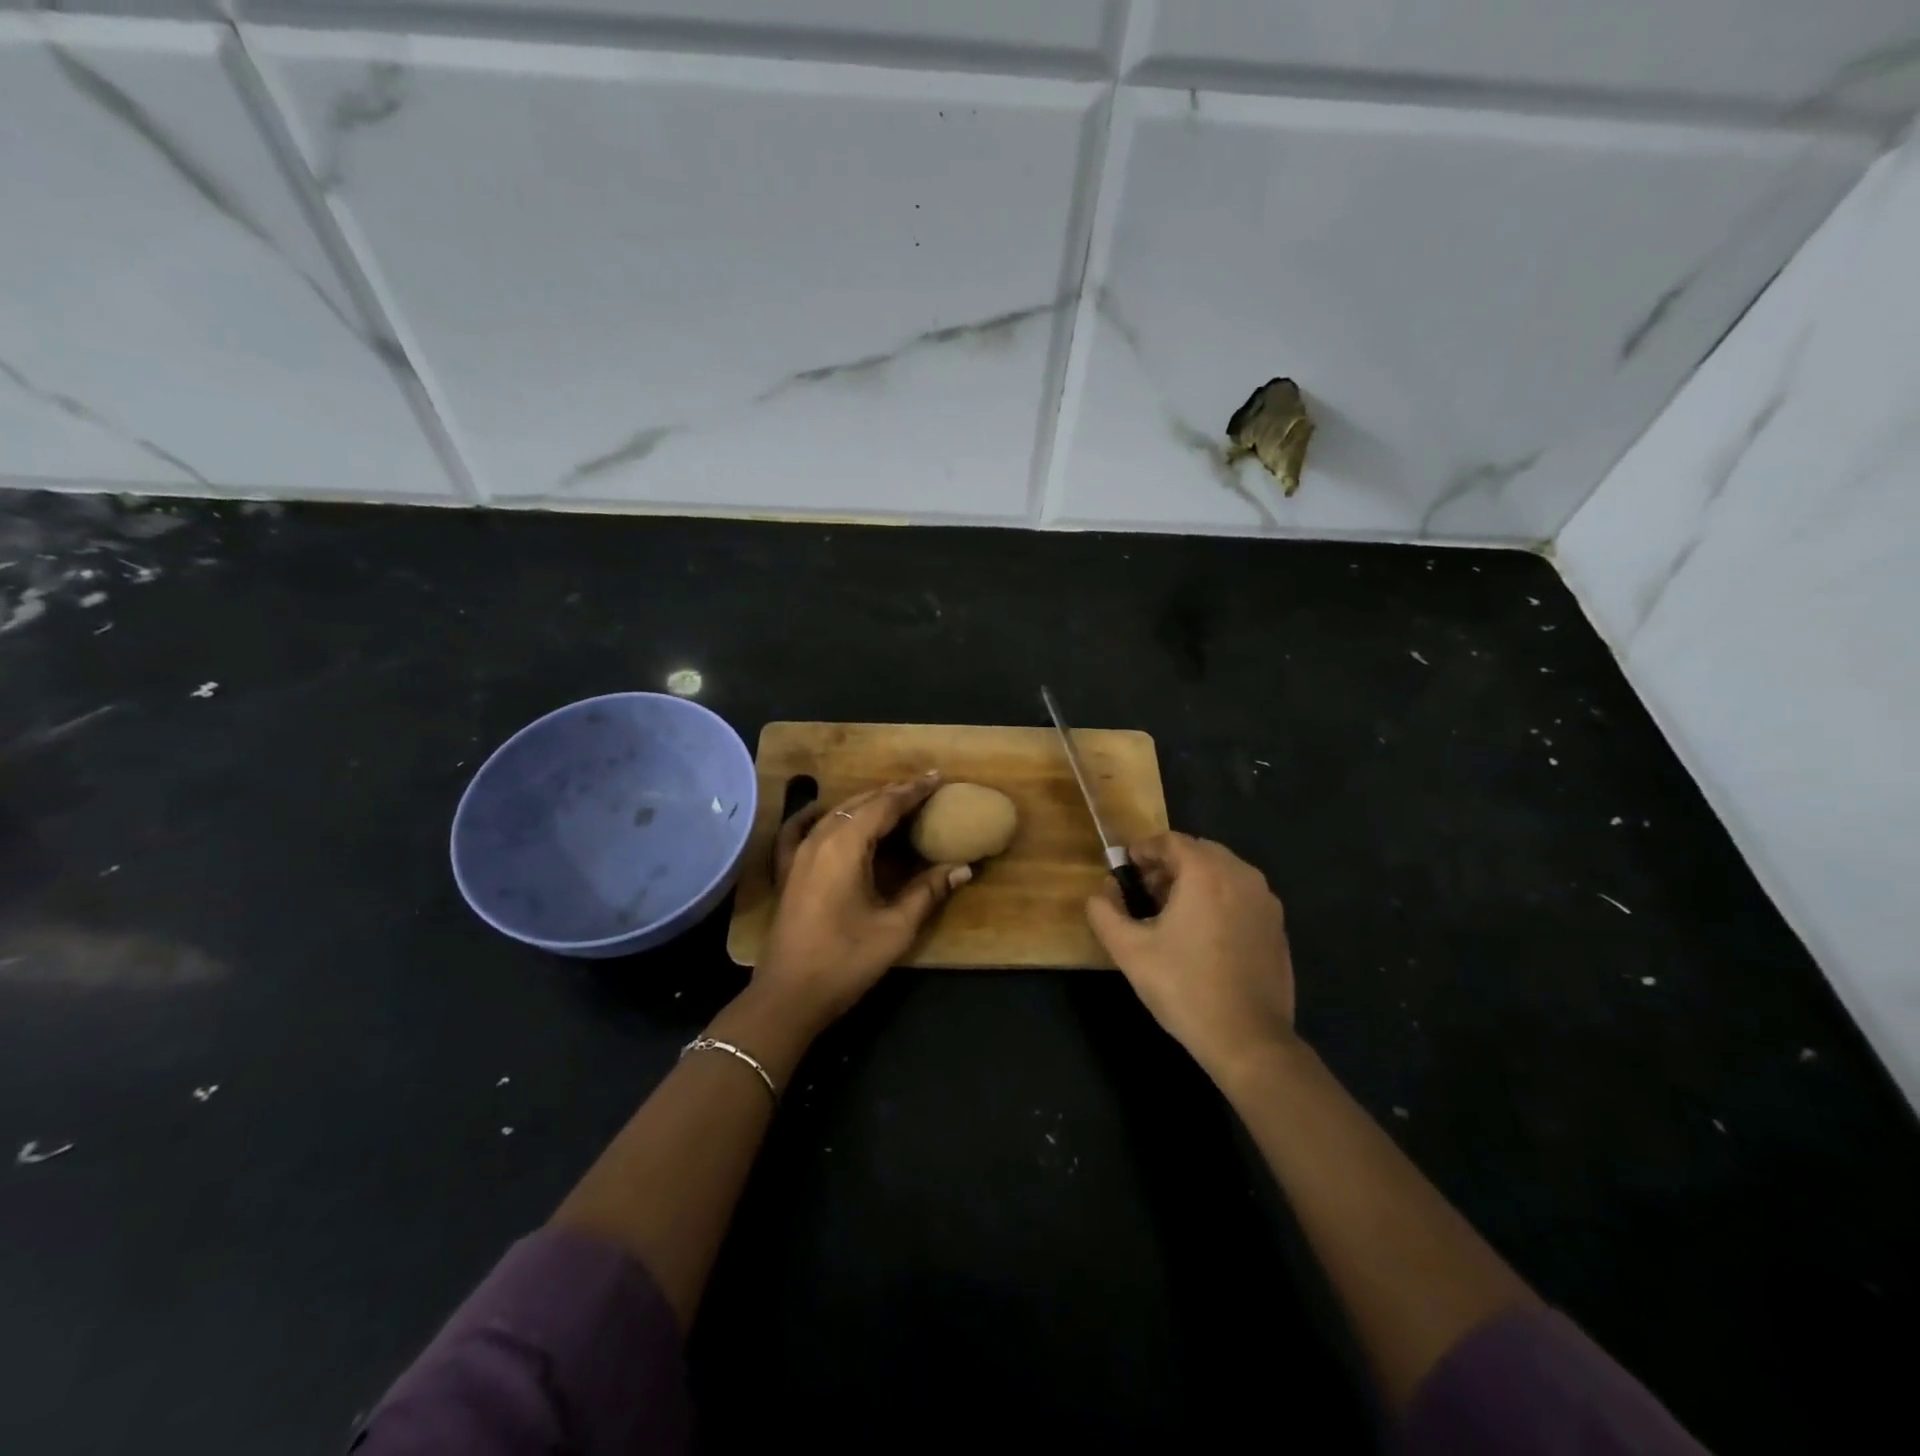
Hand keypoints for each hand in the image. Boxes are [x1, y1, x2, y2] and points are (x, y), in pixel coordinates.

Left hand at [756, 773, 971, 1025]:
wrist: (789, 995)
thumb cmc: (846, 960)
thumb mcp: (895, 927)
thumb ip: (928, 891)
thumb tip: (964, 868)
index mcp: (846, 846)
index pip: (885, 805)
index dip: (914, 790)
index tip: (938, 777)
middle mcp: (820, 838)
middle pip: (861, 803)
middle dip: (893, 793)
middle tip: (924, 788)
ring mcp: (798, 853)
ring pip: (836, 812)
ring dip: (866, 803)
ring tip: (894, 801)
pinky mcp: (788, 870)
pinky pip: (802, 828)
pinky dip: (820, 815)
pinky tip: (826, 813)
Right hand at [1085, 832, 1297, 1079]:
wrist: (1248, 1039)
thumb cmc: (1184, 987)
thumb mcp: (1129, 950)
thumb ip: (1104, 913)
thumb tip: (1101, 893)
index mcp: (1206, 873)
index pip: (1171, 840)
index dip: (1144, 849)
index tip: (1126, 867)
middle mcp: (1241, 876)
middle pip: (1199, 851)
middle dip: (1169, 863)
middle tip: (1145, 889)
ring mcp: (1265, 901)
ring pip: (1223, 872)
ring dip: (1195, 880)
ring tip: (1171, 912)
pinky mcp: (1277, 927)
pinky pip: (1242, 895)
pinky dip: (1219, 898)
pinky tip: (1203, 934)